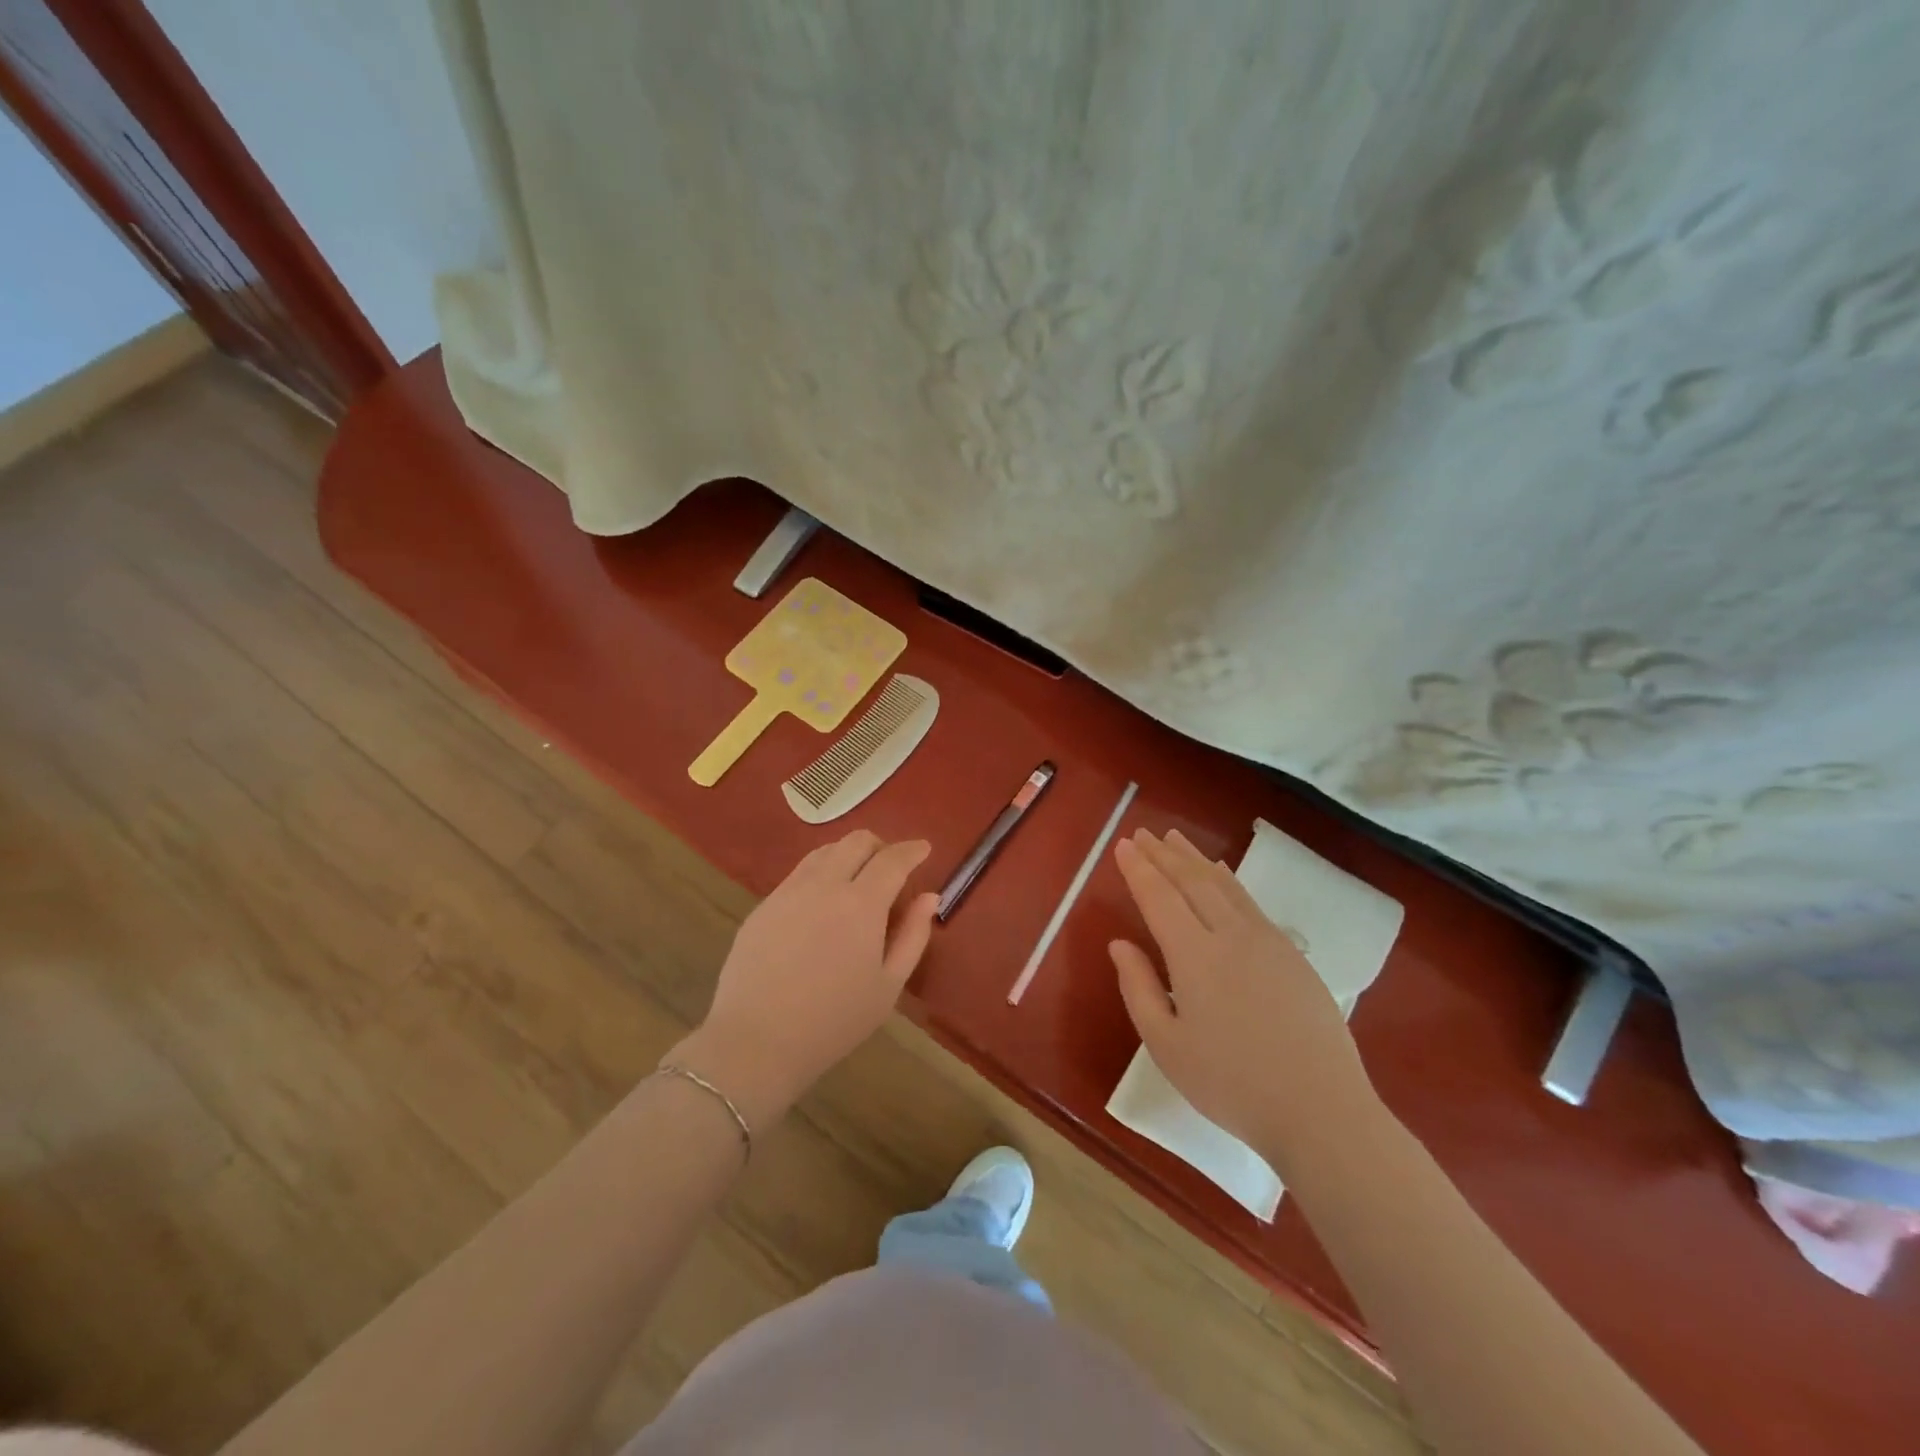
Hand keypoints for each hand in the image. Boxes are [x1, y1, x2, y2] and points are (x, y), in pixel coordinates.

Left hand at [669, 830, 937, 1129]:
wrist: (756, 1041)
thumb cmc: (834, 1021)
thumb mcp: (888, 986)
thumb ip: (913, 936)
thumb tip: (929, 897)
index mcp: (862, 903)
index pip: (893, 859)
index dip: (912, 850)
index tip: (924, 848)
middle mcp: (825, 885)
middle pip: (856, 842)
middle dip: (881, 846)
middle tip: (891, 867)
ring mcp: (789, 892)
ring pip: (824, 851)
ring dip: (848, 854)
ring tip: (857, 879)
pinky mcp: (763, 905)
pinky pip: (798, 873)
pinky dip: (821, 872)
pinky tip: (822, 901)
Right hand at [1110, 828, 1377, 1165]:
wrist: (1321, 1110)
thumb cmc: (1231, 1084)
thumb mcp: (1166, 1045)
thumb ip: (1138, 988)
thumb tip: (1119, 943)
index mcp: (1194, 956)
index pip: (1159, 897)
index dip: (1139, 868)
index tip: (1123, 844)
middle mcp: (1229, 935)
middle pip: (1191, 881)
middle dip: (1163, 855)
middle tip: (1143, 833)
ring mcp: (1266, 941)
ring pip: (1223, 885)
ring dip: (1194, 858)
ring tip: (1175, 839)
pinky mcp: (1292, 954)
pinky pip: (1249, 901)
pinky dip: (1228, 879)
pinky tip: (1221, 873)